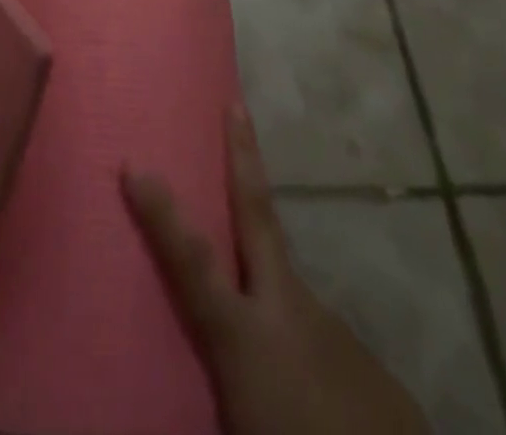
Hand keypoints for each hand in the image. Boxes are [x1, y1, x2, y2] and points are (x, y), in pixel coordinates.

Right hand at [124, 106, 429, 434]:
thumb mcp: (231, 428)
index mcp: (245, 336)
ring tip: (260, 324)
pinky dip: (306, 356)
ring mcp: (336, 331)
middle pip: (259, 218)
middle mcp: (288, 314)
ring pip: (289, 291)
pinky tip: (309, 391)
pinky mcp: (371, 364)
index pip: (192, 261)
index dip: (160, 213)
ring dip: (268, 287)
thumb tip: (169, 378)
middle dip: (244, 157)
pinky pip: (322, 346)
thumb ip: (205, 390)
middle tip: (236, 104)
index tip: (133, 162)